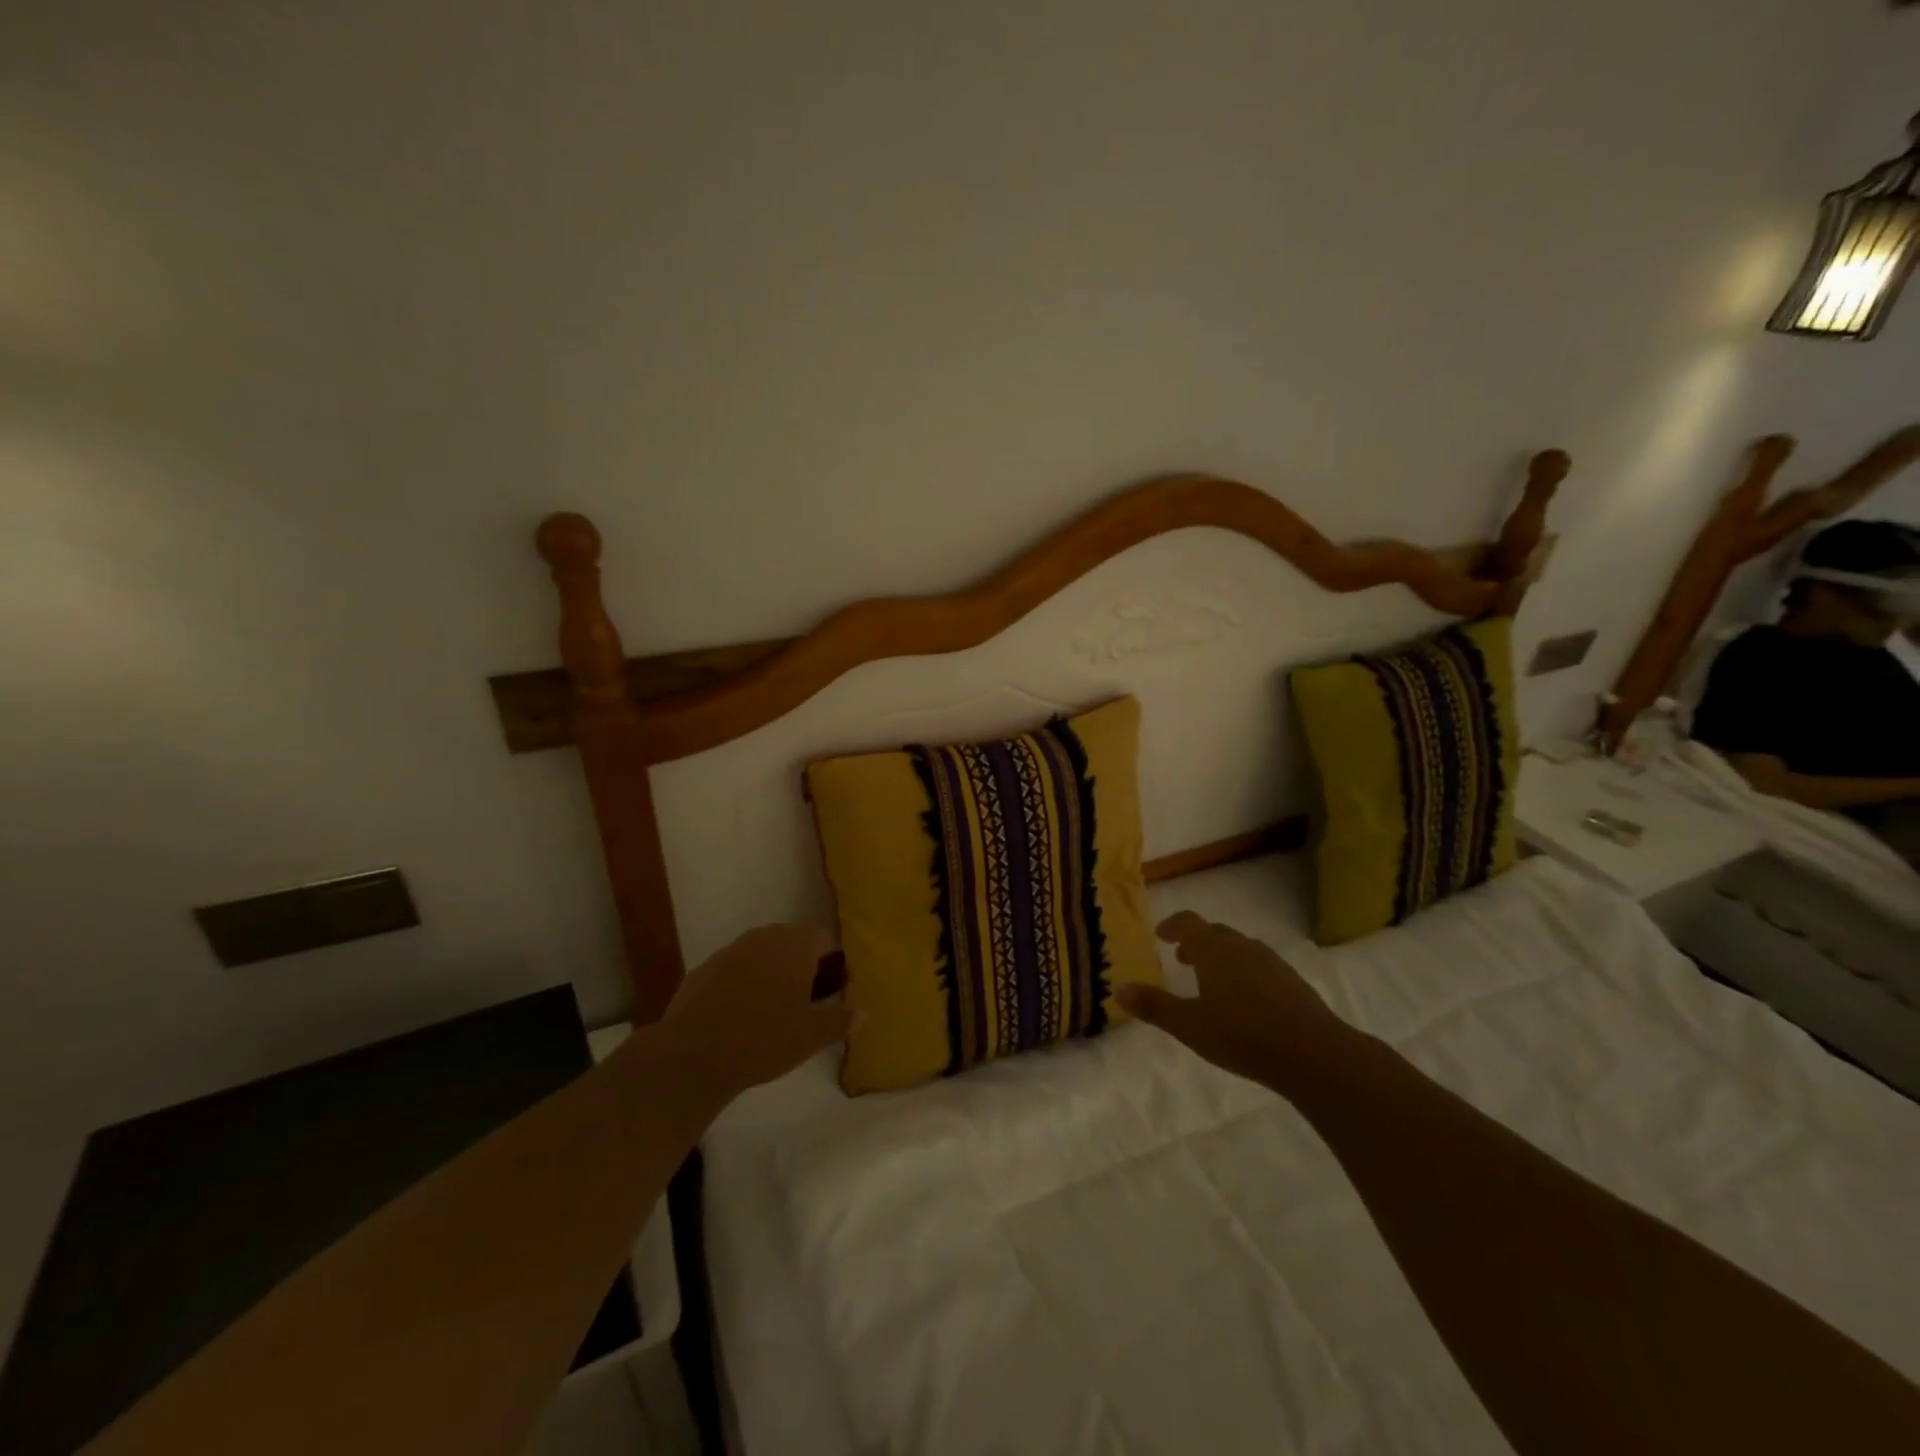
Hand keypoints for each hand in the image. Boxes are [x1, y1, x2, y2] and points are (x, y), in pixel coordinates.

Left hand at [655, 926, 852, 1098]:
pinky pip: (734, 969)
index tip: (834, 988)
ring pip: (761, 953)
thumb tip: (863, 1012)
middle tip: (807, 998)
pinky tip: (739, 1014)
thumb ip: (840, 1020)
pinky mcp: (703, 969)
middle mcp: (764, 938)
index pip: (823, 939)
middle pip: (792, 942)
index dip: (832, 962)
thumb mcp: (812, 1036)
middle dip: (802, 964)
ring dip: (771, 971)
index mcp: (796, 945)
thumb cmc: (765, 1039)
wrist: (694, 1054)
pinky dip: (742, 983)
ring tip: (773, 1007)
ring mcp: (730, 950)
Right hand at [1117, 911, 1346, 1088]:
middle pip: (1215, 933)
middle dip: (1196, 942)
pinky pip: (1260, 966)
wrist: (1313, 1054)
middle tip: (1182, 958)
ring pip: (1239, 949)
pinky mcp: (1293, 982)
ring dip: (1221, 957)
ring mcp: (1271, 963)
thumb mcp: (1189, 1025)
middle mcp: (1242, 947)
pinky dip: (1245, 973)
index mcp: (1214, 950)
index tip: (1162, 934)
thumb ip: (1154, 1006)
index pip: (1188, 923)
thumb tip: (1118, 989)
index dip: (1173, 926)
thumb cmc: (1242, 1035)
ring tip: (1212, 980)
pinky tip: (1247, 1001)